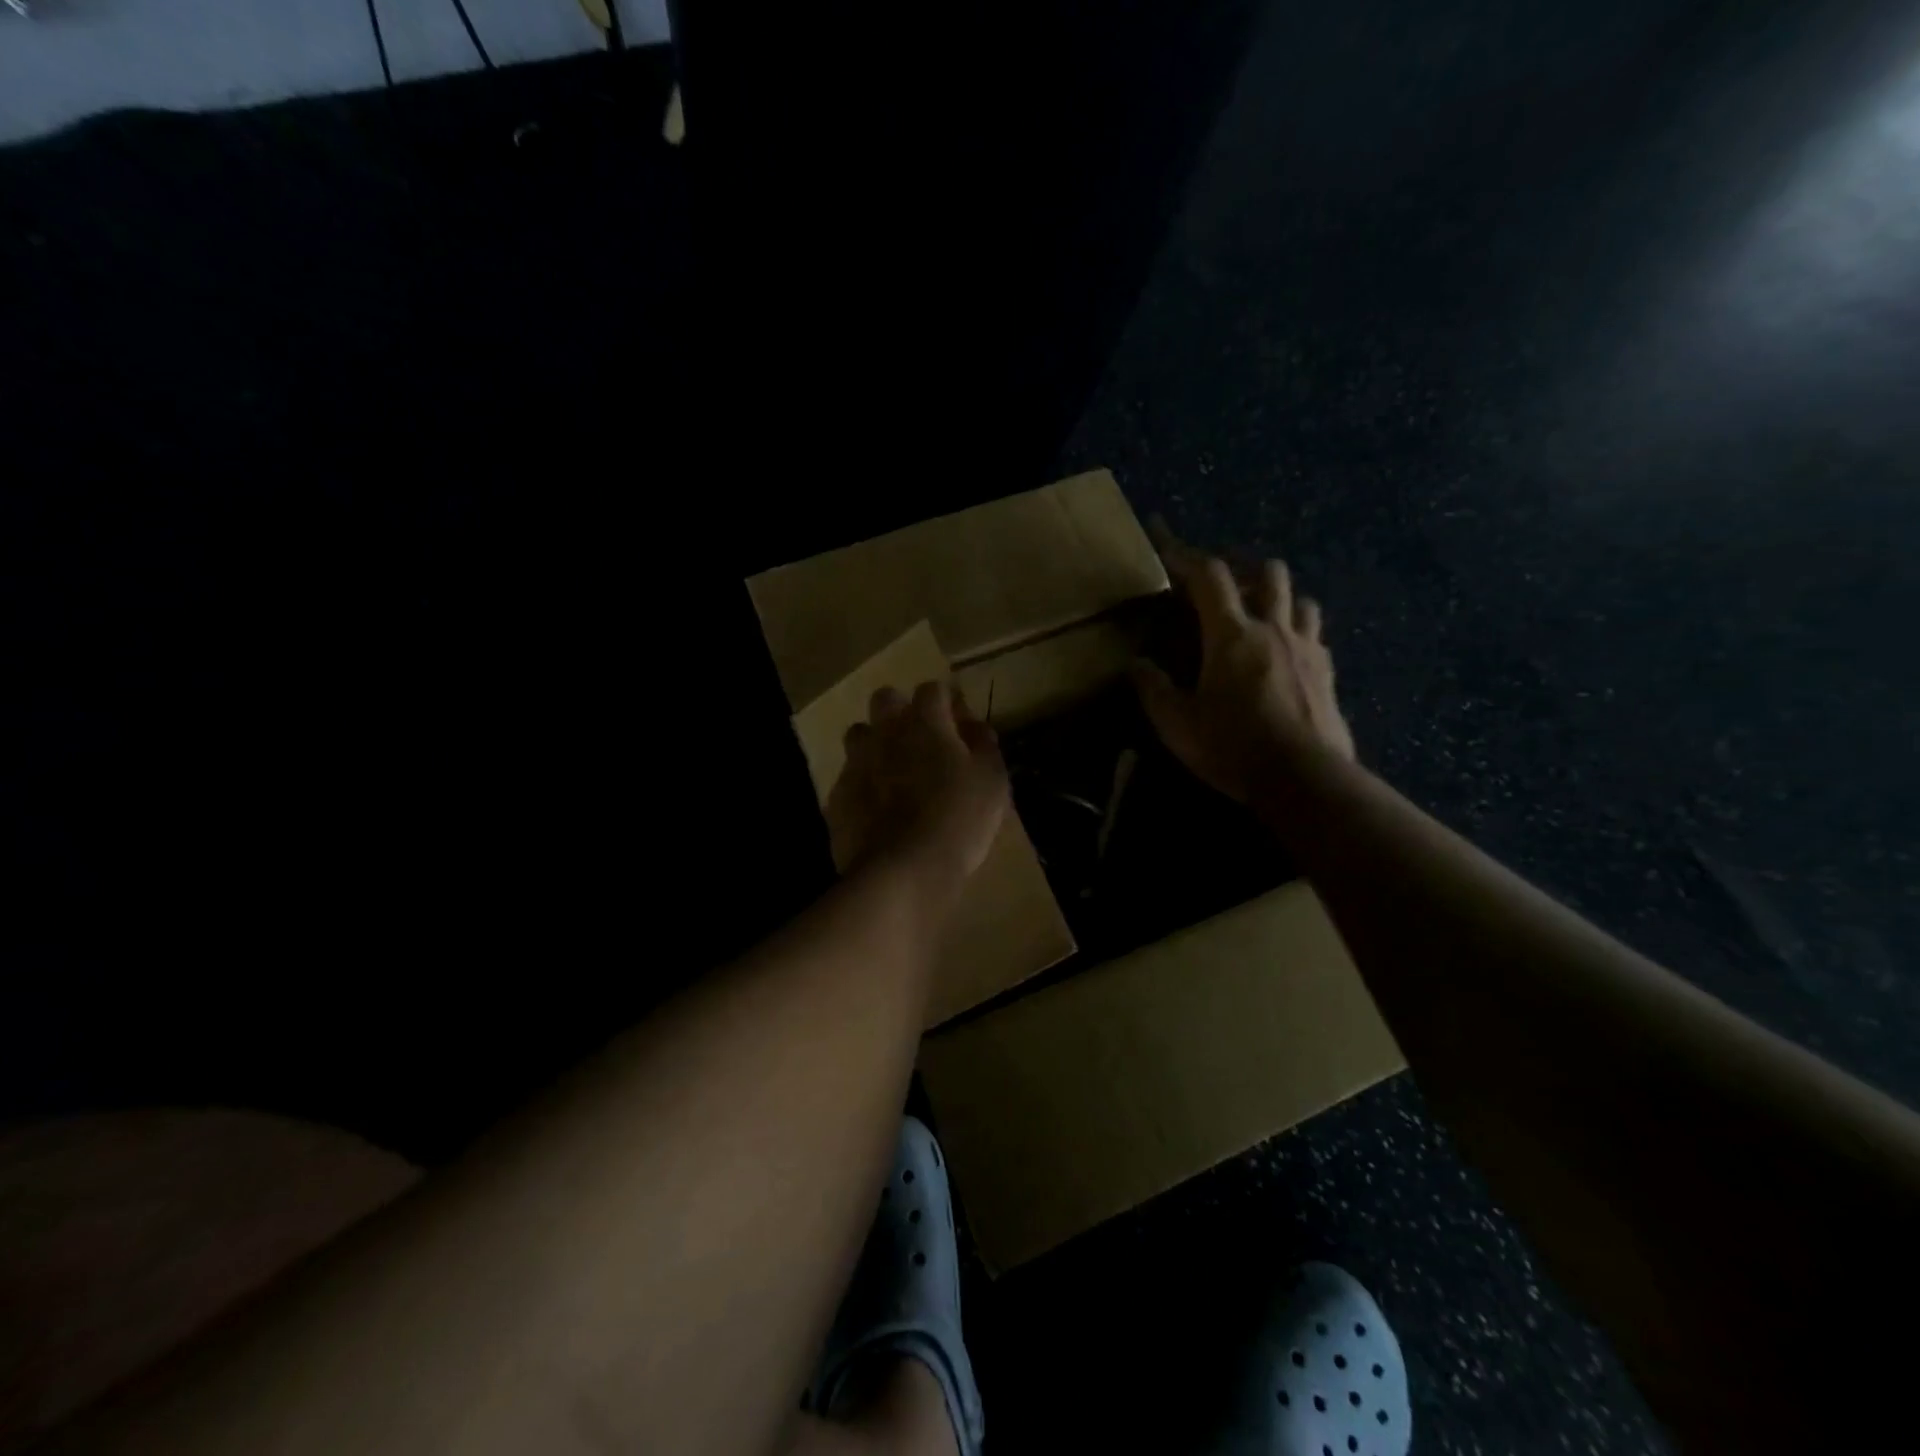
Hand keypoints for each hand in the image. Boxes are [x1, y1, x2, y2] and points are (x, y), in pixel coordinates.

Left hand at [826, 680, 1009, 887]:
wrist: (902, 871)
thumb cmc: (958, 820)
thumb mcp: (992, 782)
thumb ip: (984, 745)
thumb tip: (975, 726)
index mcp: (924, 723)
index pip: (932, 689)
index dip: (947, 700)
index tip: (960, 720)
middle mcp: (884, 733)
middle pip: (885, 699)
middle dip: (902, 710)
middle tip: (923, 739)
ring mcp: (855, 764)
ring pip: (860, 735)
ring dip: (877, 743)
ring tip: (896, 771)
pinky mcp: (838, 797)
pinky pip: (849, 777)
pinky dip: (864, 783)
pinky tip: (878, 808)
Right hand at [1133, 524, 1354, 804]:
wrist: (1304, 779)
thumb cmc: (1233, 747)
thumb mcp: (1177, 723)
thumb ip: (1153, 688)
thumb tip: (1137, 663)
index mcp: (1232, 635)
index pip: (1209, 576)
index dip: (1185, 554)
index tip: (1165, 542)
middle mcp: (1274, 629)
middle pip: (1267, 572)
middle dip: (1242, 567)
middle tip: (1221, 583)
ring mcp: (1308, 648)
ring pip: (1300, 598)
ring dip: (1277, 596)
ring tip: (1259, 613)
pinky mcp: (1327, 672)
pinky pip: (1315, 635)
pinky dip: (1297, 630)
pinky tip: (1285, 652)